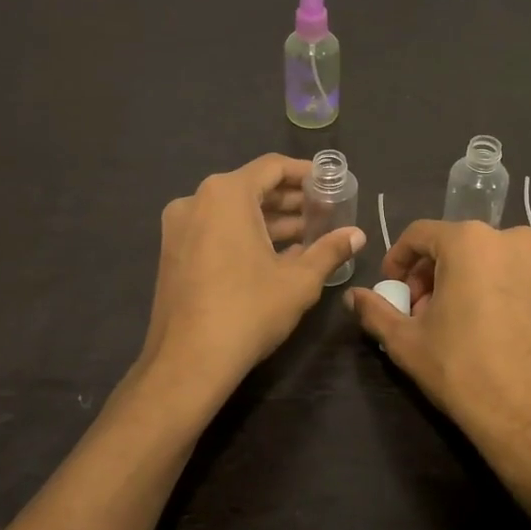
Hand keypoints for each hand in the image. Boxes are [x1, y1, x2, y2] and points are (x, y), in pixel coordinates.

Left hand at [142, 154, 365, 393]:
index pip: (271, 167)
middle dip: (290, 201)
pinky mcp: (173, 253)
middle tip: (325, 213)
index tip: (330, 184)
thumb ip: (329, 250)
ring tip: (308, 236)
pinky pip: (216, 230)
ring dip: (270, 221)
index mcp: (226, 195)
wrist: (188, 362)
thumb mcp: (299, 281)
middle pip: (251, 188)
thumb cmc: (248, 311)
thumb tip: (358, 235)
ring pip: (232, 212)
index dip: (305, 173)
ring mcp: (179, 227)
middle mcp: (196, 200)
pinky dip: (245, 235)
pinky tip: (276, 256)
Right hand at [345, 221, 530, 495]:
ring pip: (490, 259)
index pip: (420, 235)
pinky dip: (498, 291)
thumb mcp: (407, 342)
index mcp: (470, 241)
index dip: (398, 260)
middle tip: (421, 313)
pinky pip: (518, 277)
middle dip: (432, 274)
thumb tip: (354, 296)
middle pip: (457, 245)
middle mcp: (512, 239)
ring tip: (456, 323)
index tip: (392, 290)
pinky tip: (492, 330)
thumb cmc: (464, 373)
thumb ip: (375, 310)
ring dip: (465, 281)